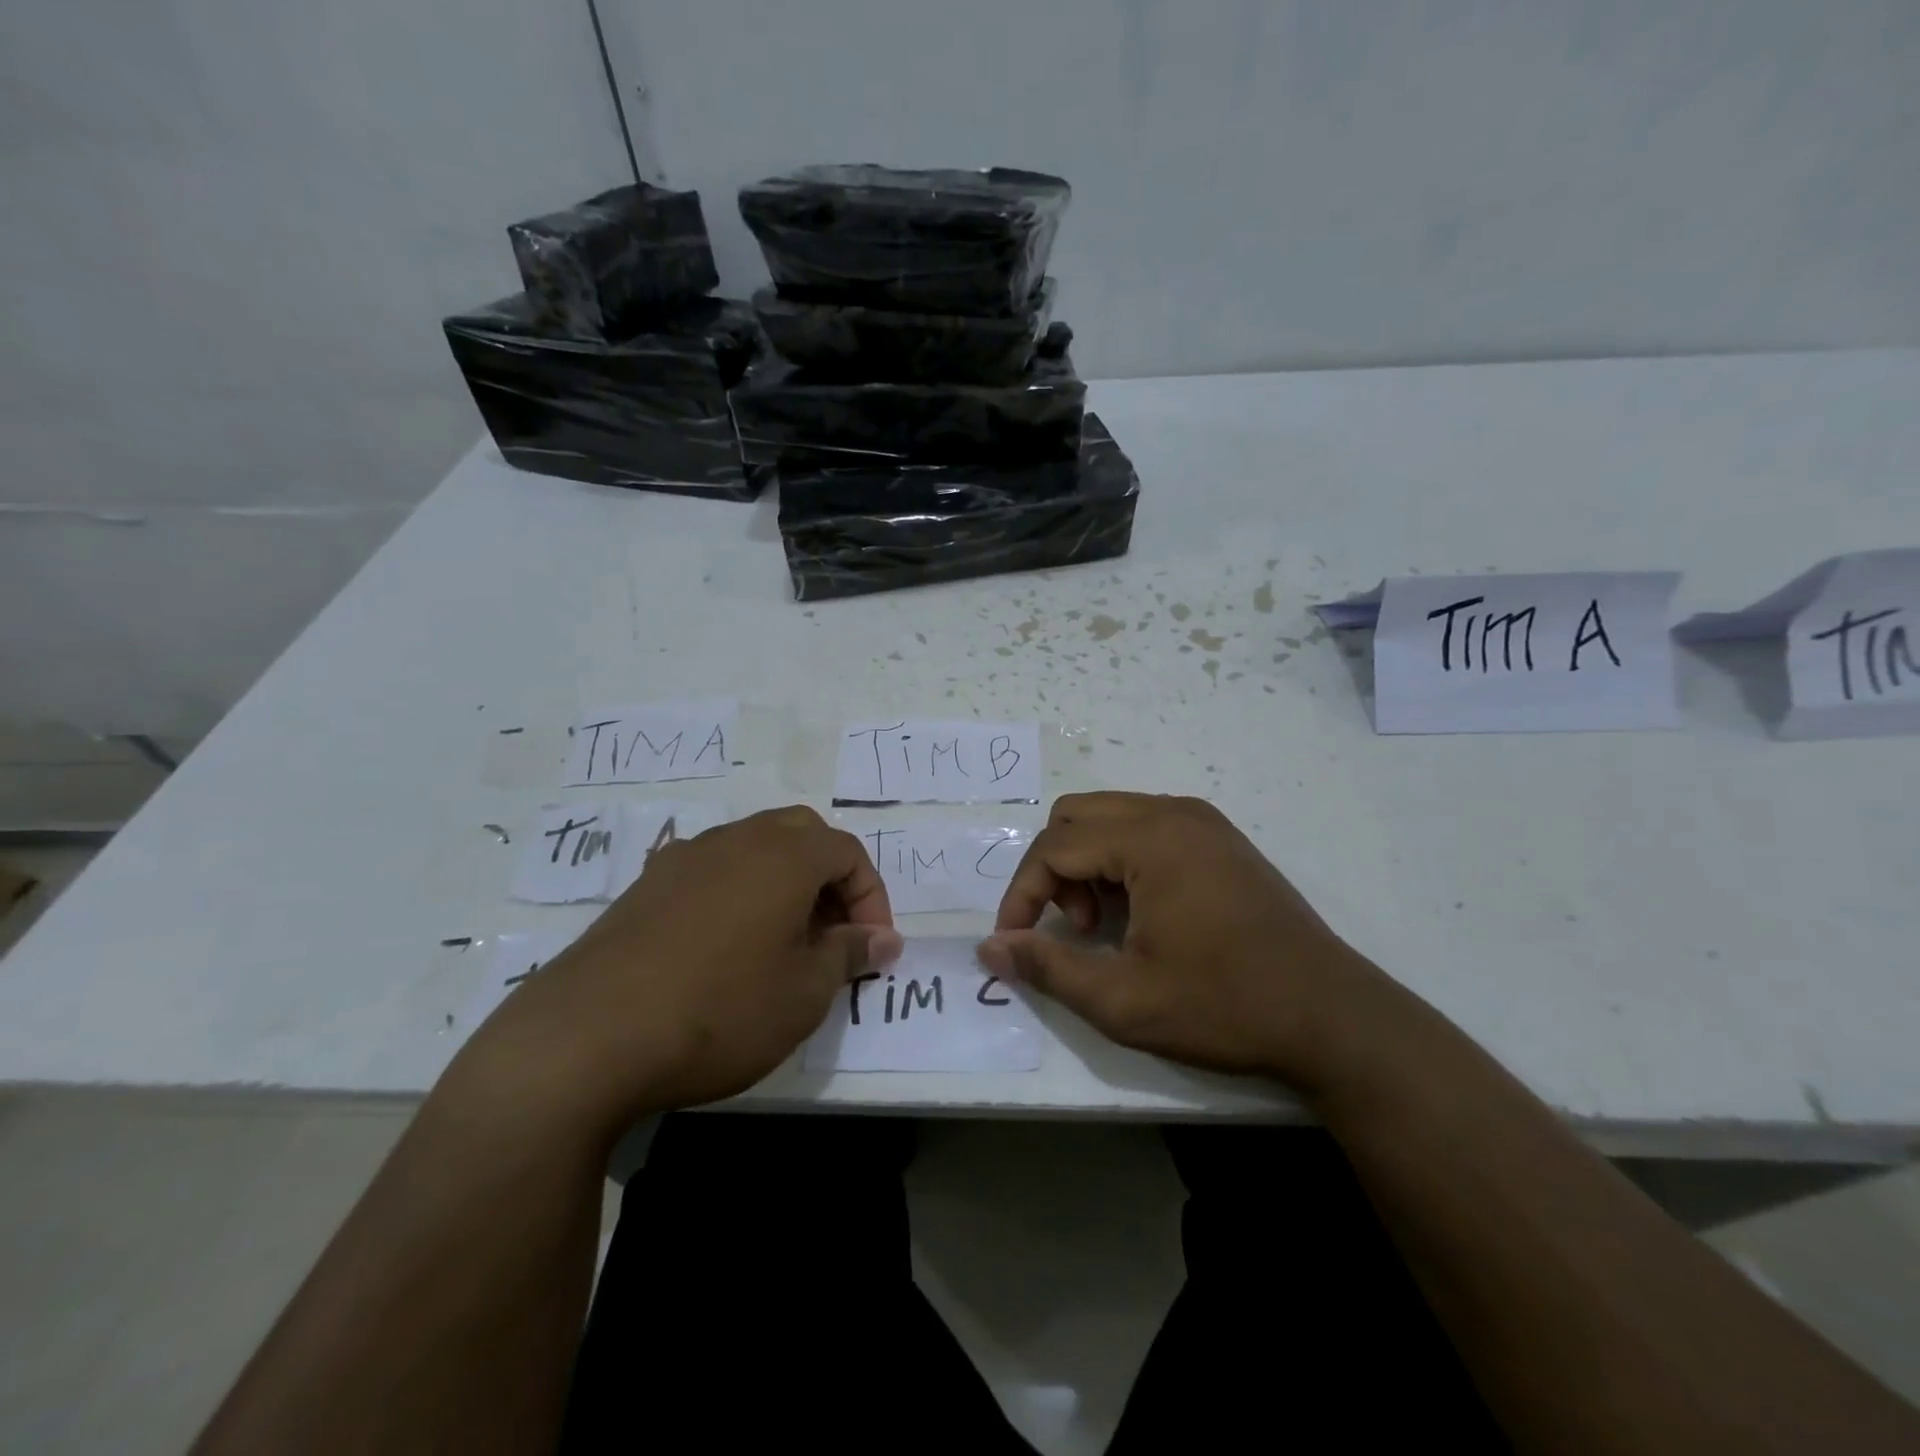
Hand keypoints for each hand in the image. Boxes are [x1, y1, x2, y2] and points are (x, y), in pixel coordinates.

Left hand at [451, 806, 901, 1134]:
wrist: (585, 1038)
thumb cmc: (720, 1010)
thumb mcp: (804, 993)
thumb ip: (849, 954)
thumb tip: (883, 939)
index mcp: (783, 854)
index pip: (848, 852)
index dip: (871, 898)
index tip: (871, 949)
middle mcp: (736, 839)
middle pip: (802, 834)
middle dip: (830, 879)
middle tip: (832, 935)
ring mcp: (684, 857)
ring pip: (753, 848)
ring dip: (783, 884)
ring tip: (783, 943)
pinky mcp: (645, 885)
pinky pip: (711, 871)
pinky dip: (738, 894)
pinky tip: (725, 947)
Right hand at [978, 792, 1405, 1091]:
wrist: (1332, 1017)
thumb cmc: (1225, 1006)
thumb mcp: (1124, 1000)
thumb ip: (1048, 967)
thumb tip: (990, 948)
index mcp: (1150, 839)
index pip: (1054, 846)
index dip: (1022, 894)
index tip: (1015, 942)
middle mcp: (1173, 813)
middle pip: (1076, 816)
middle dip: (1054, 870)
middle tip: (1074, 929)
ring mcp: (1202, 821)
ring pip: (1109, 817)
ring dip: (1086, 863)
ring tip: (1105, 925)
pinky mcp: (1220, 839)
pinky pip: (1145, 827)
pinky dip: (1120, 859)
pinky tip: (1140, 912)